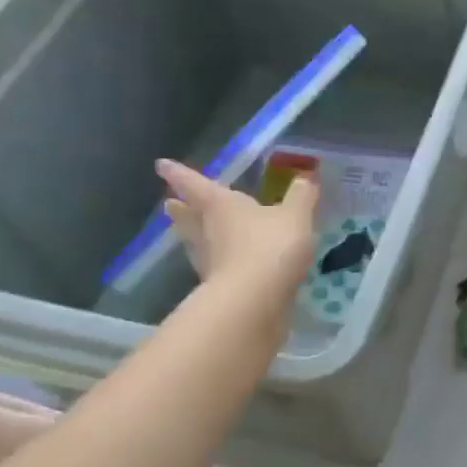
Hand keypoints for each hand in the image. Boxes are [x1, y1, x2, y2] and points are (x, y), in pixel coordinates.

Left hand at [157, 159, 317, 297]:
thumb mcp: (295, 216)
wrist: (255, 301)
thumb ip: (301, 197)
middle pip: (188, 217)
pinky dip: (217, 263)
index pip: (196, 184)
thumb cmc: (271, 246)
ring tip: (190, 232)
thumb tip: (304, 179)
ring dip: (192, 236)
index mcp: (221, 205)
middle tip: (168, 203)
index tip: (161, 165)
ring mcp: (210, 262)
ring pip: (196, 243)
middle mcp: (207, 231)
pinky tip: (226, 265)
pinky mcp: (218, 289)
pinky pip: (215, 268)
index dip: (179, 173)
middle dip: (180, 209)